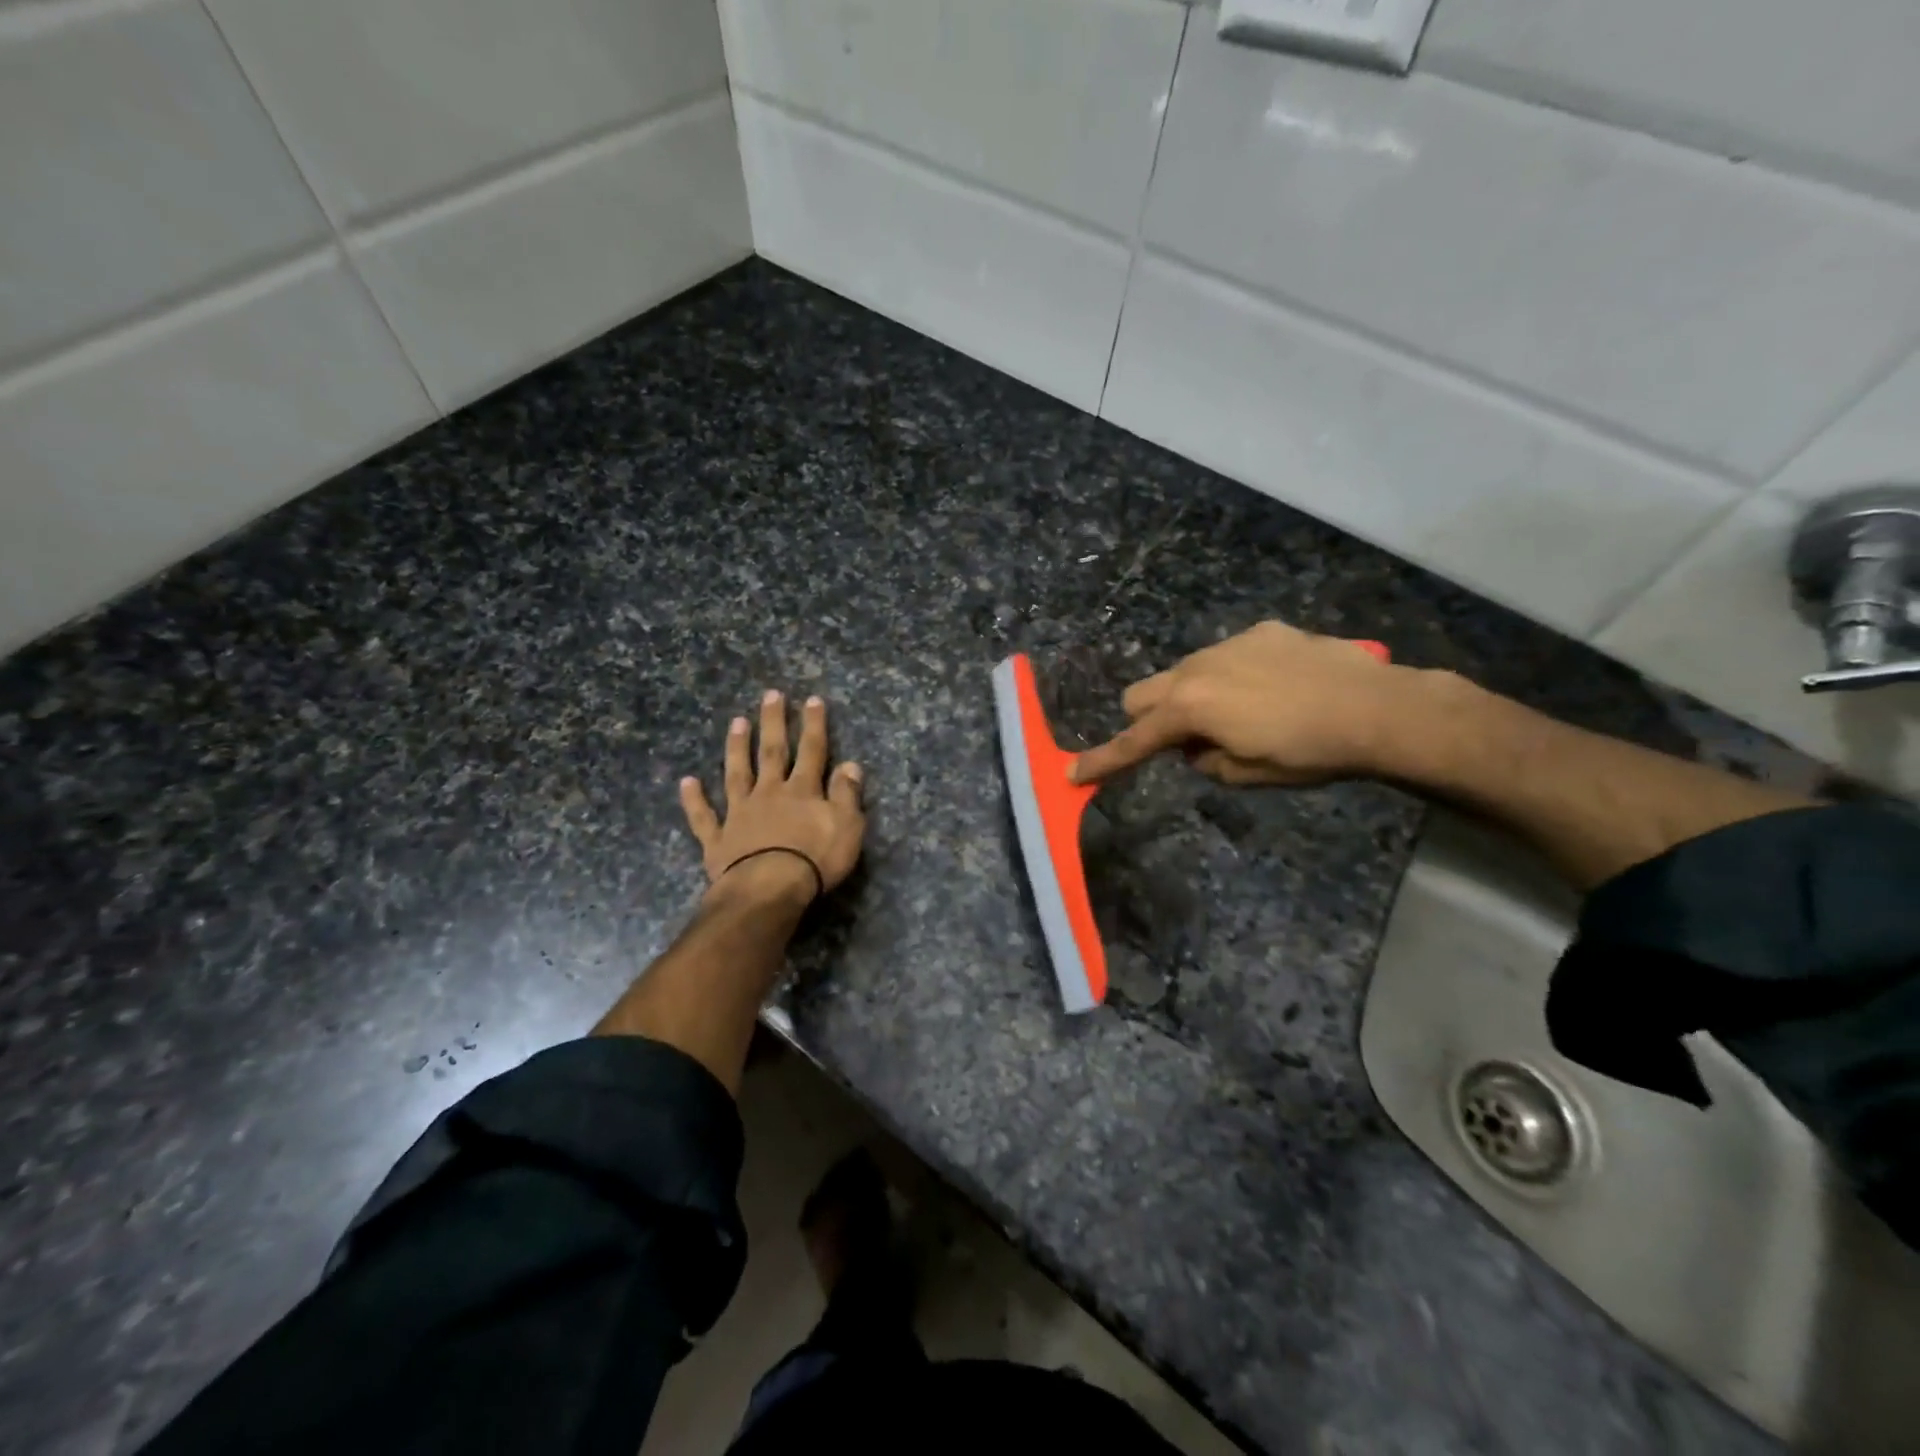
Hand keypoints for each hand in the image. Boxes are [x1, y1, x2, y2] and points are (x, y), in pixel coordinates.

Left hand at [681, 690, 865, 899]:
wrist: (769, 889)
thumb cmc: (815, 860)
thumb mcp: (848, 826)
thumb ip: (847, 794)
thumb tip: (850, 764)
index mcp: (802, 790)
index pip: (812, 750)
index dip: (813, 724)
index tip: (812, 699)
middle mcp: (769, 793)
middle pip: (772, 752)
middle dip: (773, 722)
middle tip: (770, 695)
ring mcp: (740, 814)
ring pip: (737, 774)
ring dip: (737, 748)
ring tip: (736, 722)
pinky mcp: (718, 840)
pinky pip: (704, 816)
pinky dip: (694, 799)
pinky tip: (687, 781)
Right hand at [1072, 621, 1414, 786]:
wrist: (1376, 707)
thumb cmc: (1306, 752)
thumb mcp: (1246, 775)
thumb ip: (1204, 761)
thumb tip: (1194, 748)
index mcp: (1188, 708)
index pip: (1134, 740)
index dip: (1103, 761)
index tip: (1073, 773)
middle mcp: (1196, 668)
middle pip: (1142, 693)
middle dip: (1147, 719)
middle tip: (1182, 742)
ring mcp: (1229, 644)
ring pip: (1183, 671)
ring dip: (1190, 697)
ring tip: (1239, 714)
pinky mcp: (1261, 632)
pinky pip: (1226, 656)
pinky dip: (1230, 677)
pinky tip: (1272, 689)